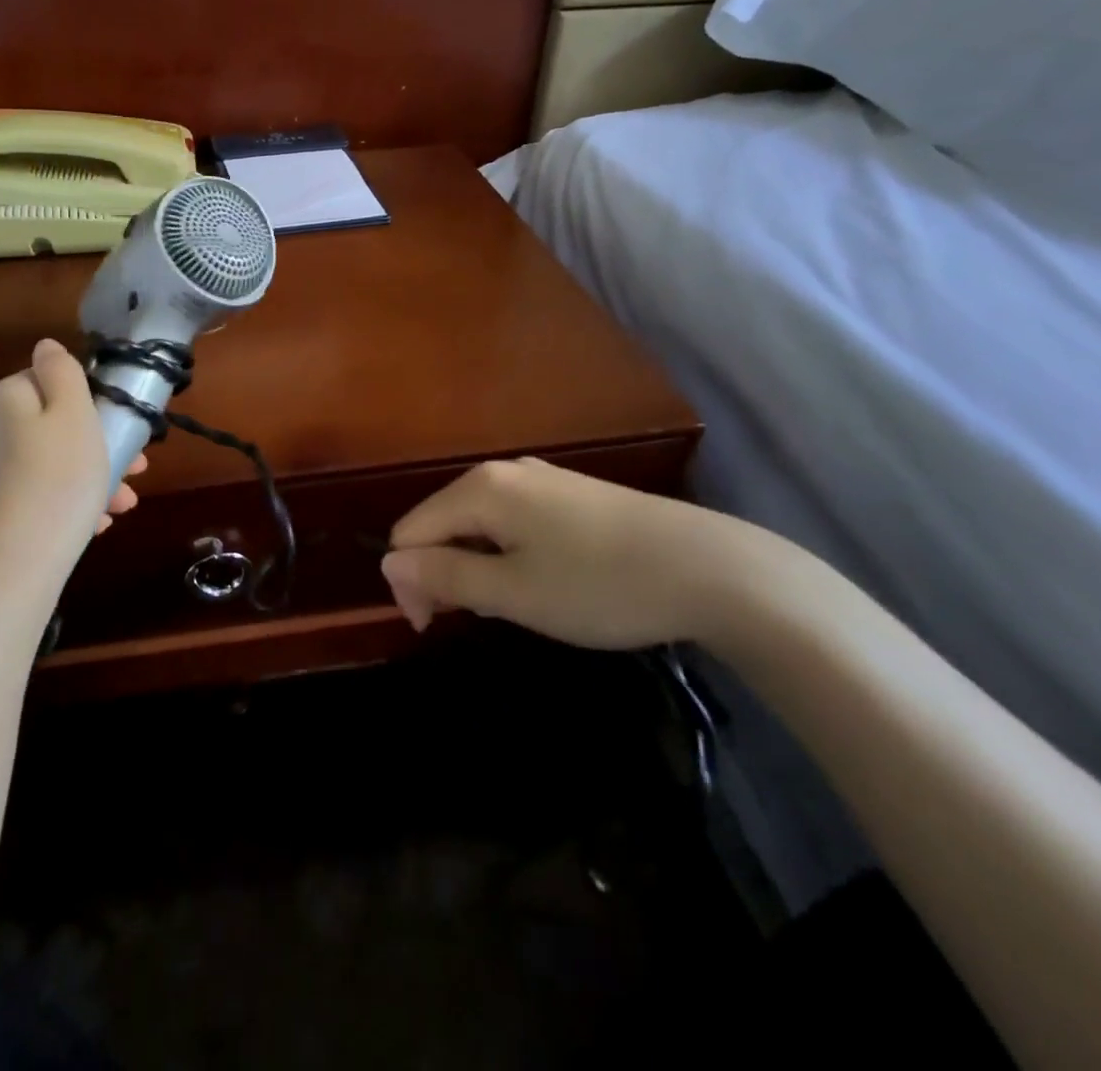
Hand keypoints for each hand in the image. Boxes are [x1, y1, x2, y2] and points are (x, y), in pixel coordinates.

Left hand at [0, 339, 145, 574]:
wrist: (18, 562)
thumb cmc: (59, 477)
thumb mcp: (73, 412)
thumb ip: (62, 372)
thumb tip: (45, 346)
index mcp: (5, 399)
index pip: (49, 381)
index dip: (89, 400)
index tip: (120, 426)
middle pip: (53, 425)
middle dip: (97, 444)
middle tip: (135, 470)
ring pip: (51, 462)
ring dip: (91, 476)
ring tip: (124, 504)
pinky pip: (40, 494)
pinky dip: (69, 502)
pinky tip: (96, 524)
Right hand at [379, 457, 758, 649]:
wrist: (711, 570)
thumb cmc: (599, 585)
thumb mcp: (512, 592)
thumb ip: (443, 575)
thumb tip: (389, 564)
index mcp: (479, 489)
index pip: (410, 532)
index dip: (410, 583)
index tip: (436, 628)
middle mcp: (504, 471)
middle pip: (442, 523)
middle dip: (444, 572)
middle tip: (483, 619)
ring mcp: (542, 478)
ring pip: (479, 524)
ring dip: (478, 566)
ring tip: (519, 605)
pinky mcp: (572, 493)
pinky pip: (514, 521)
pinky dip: (510, 554)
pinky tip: (548, 582)